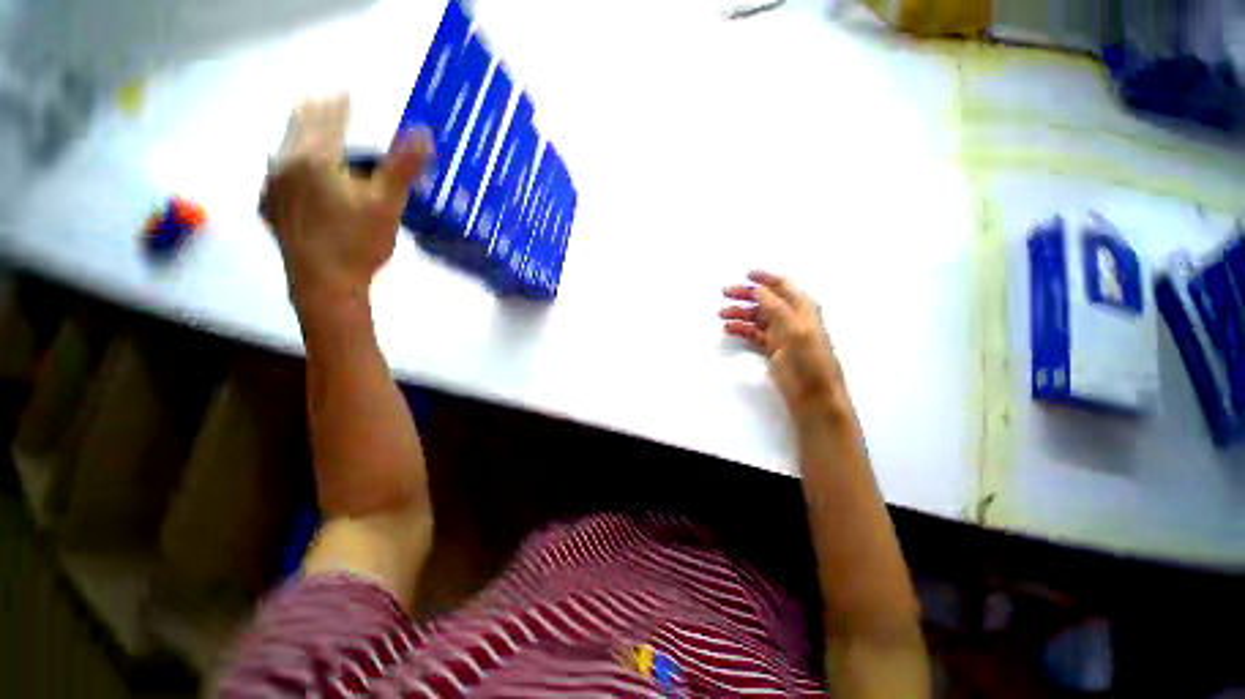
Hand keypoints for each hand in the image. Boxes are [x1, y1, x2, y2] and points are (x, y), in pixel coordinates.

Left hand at [259, 94, 432, 311]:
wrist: (324, 285)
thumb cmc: (358, 244)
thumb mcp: (388, 205)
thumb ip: (403, 167)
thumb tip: (424, 132)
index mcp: (314, 157)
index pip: (327, 118)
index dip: (339, 103)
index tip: (344, 92)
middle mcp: (285, 163)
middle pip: (299, 125)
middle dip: (316, 112)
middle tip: (328, 103)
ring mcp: (272, 186)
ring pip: (285, 148)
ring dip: (302, 136)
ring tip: (315, 132)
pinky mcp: (270, 207)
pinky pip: (278, 174)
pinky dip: (291, 163)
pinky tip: (298, 172)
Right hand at [721, 271, 846, 414]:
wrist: (813, 393)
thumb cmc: (809, 359)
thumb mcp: (794, 328)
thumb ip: (775, 307)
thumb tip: (758, 289)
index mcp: (801, 307)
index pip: (781, 285)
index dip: (764, 278)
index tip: (746, 274)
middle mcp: (790, 317)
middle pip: (764, 300)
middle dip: (745, 295)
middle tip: (725, 293)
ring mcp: (780, 333)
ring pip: (756, 317)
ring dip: (739, 313)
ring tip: (722, 314)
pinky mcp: (772, 348)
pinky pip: (753, 333)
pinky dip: (741, 329)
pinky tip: (729, 329)